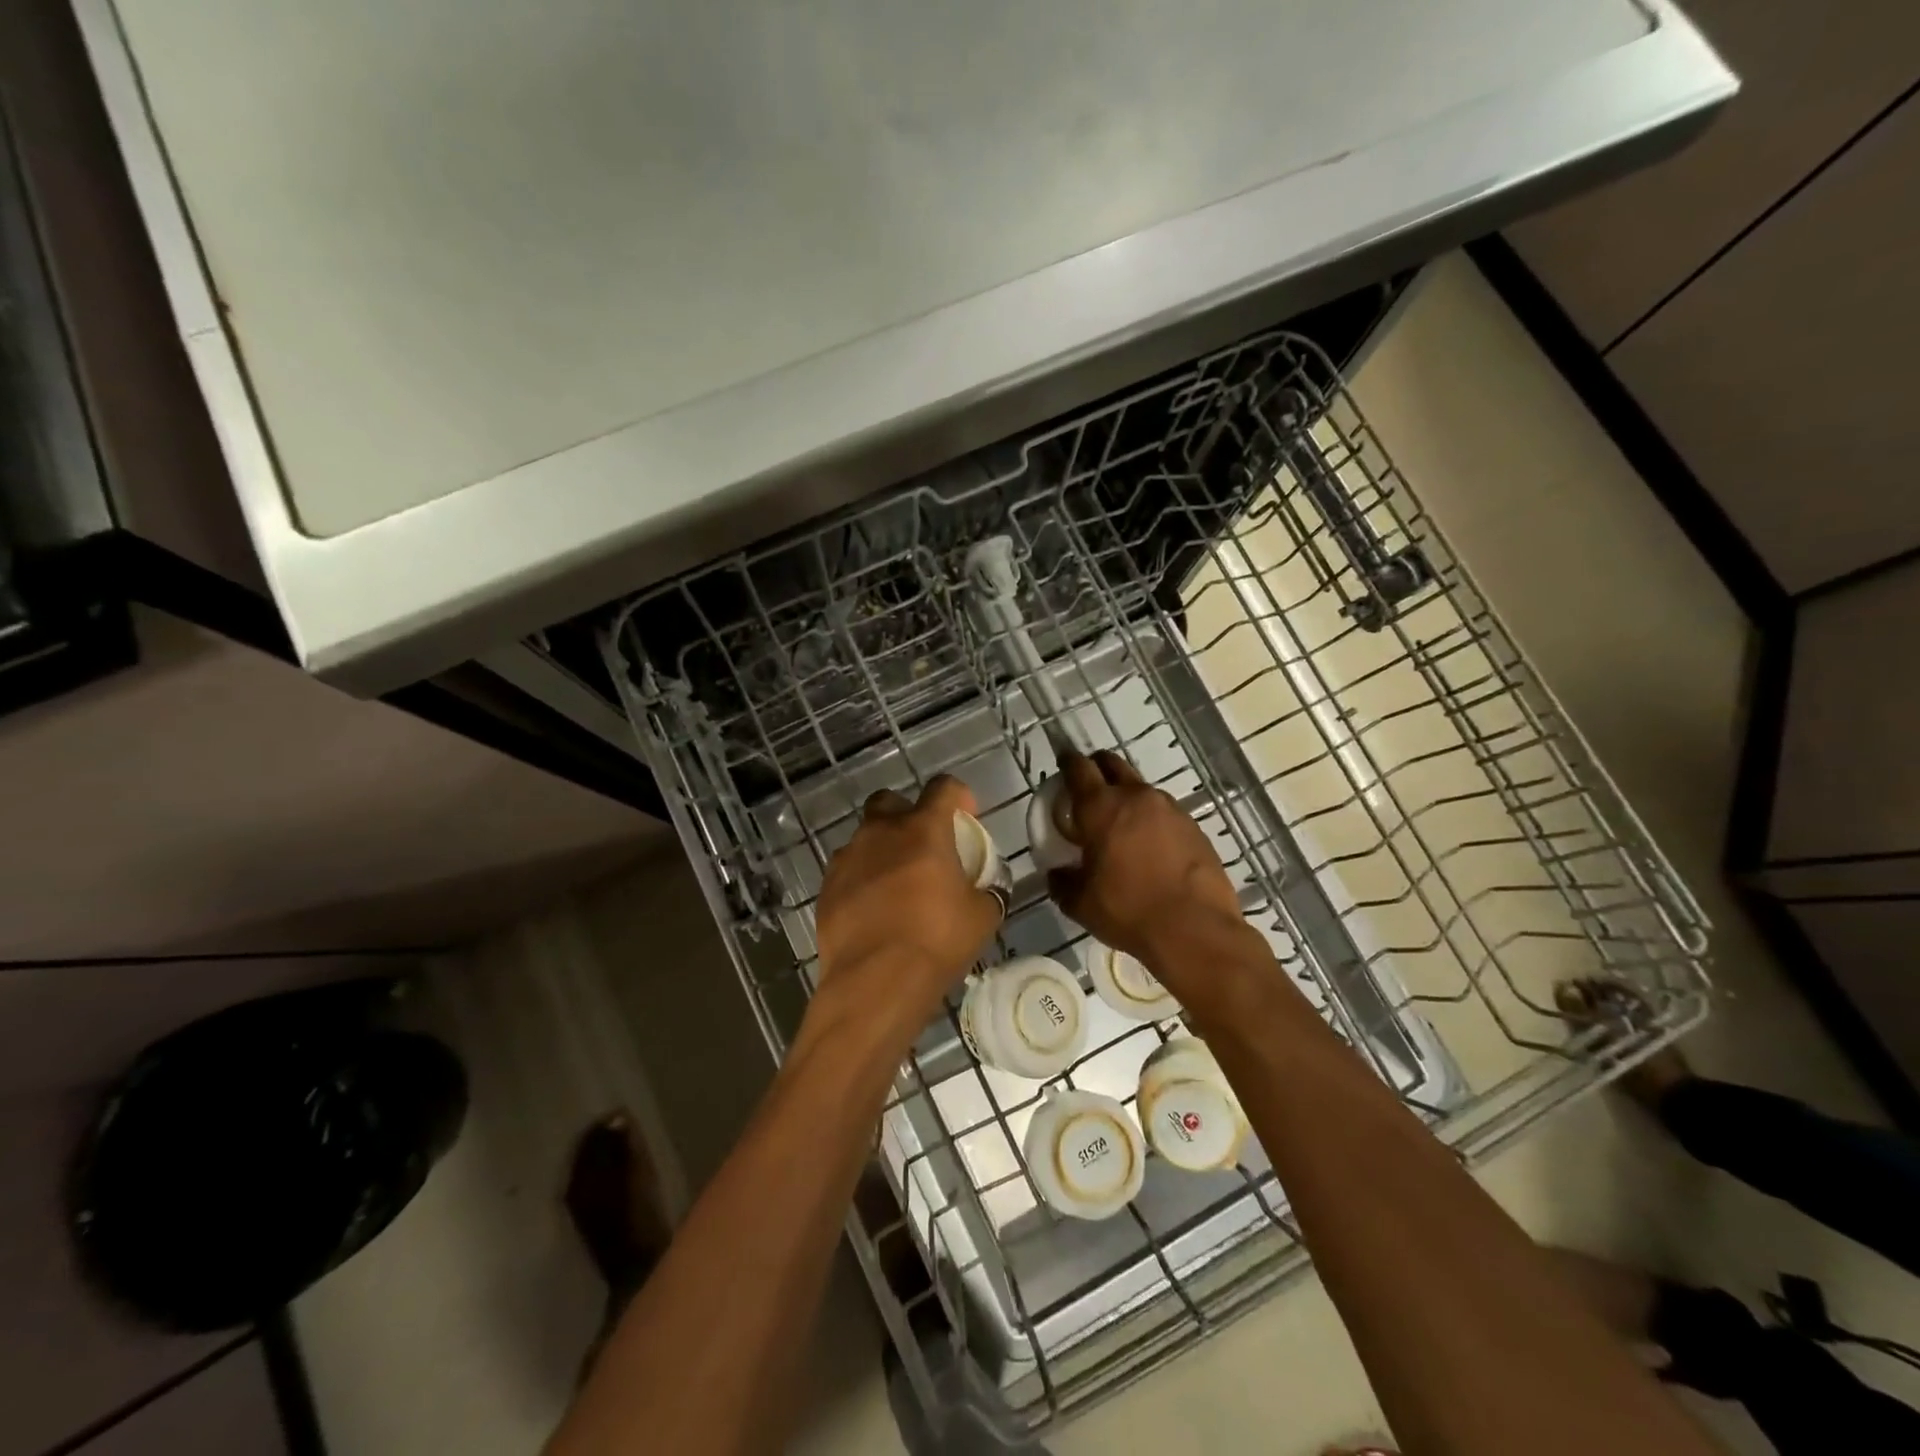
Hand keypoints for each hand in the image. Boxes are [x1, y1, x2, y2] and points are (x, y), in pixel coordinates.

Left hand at [811, 775, 1002, 1037]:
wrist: (875, 982)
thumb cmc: (936, 941)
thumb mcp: (982, 916)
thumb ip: (987, 891)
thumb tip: (988, 888)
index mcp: (923, 829)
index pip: (943, 787)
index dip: (958, 796)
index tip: (966, 816)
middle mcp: (881, 832)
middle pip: (892, 802)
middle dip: (908, 815)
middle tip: (924, 847)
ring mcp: (848, 858)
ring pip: (866, 838)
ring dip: (883, 850)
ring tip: (897, 885)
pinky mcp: (827, 887)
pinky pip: (848, 870)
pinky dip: (862, 880)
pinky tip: (873, 909)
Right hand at [1047, 751, 1246, 972]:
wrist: (1194, 929)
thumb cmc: (1128, 910)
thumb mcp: (1080, 903)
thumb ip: (1062, 882)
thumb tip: (1058, 873)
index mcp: (1101, 808)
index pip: (1078, 768)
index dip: (1067, 761)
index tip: (1063, 762)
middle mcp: (1136, 797)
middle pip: (1112, 764)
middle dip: (1098, 767)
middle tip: (1089, 787)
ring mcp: (1170, 809)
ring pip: (1141, 790)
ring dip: (1127, 798)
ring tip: (1121, 826)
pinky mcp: (1194, 827)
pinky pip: (1165, 814)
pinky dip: (1152, 822)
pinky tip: (1151, 849)